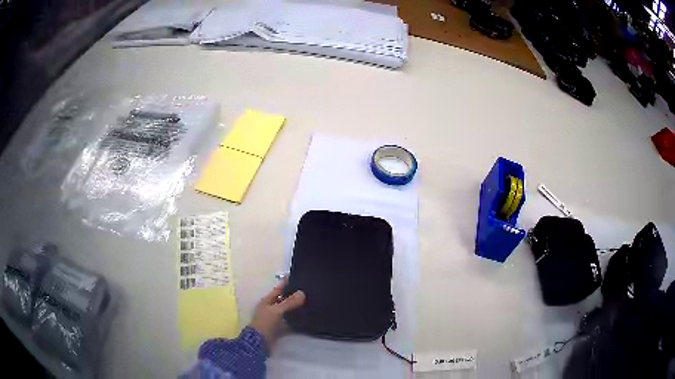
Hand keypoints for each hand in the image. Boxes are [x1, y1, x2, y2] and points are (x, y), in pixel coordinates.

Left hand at [250, 280, 305, 346]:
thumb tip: (302, 293)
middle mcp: (271, 309)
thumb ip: (289, 302)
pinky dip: (297, 321)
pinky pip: (290, 322)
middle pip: (283, 300)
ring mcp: (275, 319)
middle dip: (293, 296)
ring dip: (296, 309)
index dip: (285, 283)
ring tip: (310, 303)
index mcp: (267, 302)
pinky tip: (307, 319)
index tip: (295, 276)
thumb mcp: (277, 311)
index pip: (278, 289)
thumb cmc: (265, 323)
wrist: (260, 342)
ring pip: (288, 311)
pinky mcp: (280, 328)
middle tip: (307, 290)